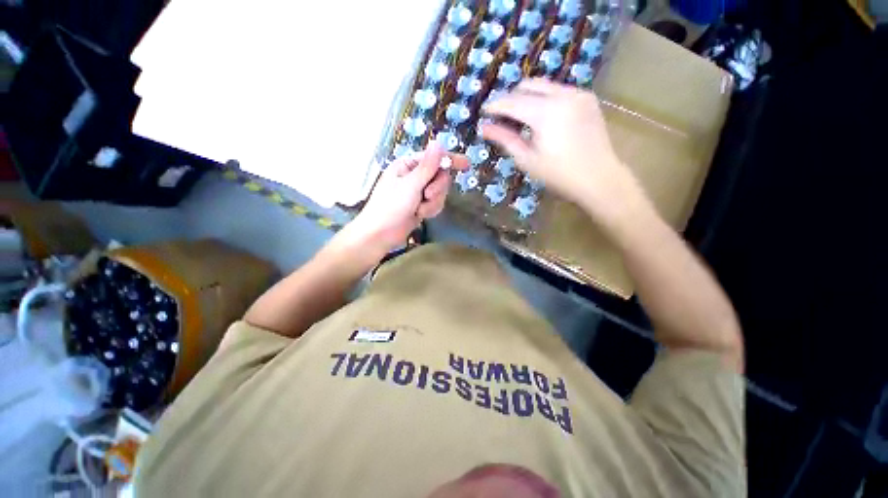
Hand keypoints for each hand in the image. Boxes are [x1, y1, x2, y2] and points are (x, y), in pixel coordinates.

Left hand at [344, 144, 468, 256]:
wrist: (381, 235)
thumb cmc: (391, 207)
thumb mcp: (410, 185)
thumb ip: (427, 166)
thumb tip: (438, 143)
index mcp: (408, 165)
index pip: (434, 158)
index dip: (450, 160)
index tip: (466, 164)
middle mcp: (414, 176)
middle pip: (440, 176)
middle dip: (437, 189)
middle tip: (427, 196)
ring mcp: (418, 192)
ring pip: (440, 192)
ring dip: (433, 203)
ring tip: (419, 210)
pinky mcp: (421, 205)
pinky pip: (436, 203)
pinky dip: (431, 210)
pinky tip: (420, 215)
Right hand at [481, 78, 646, 225]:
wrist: (599, 178)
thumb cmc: (559, 175)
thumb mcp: (528, 160)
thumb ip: (505, 139)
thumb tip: (484, 128)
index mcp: (546, 113)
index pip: (512, 102)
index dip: (495, 106)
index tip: (484, 112)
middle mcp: (563, 95)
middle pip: (527, 85)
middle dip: (510, 98)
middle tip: (501, 117)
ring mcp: (578, 94)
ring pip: (544, 86)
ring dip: (527, 97)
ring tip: (520, 118)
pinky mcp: (587, 98)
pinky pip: (558, 90)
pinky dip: (544, 99)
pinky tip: (542, 118)